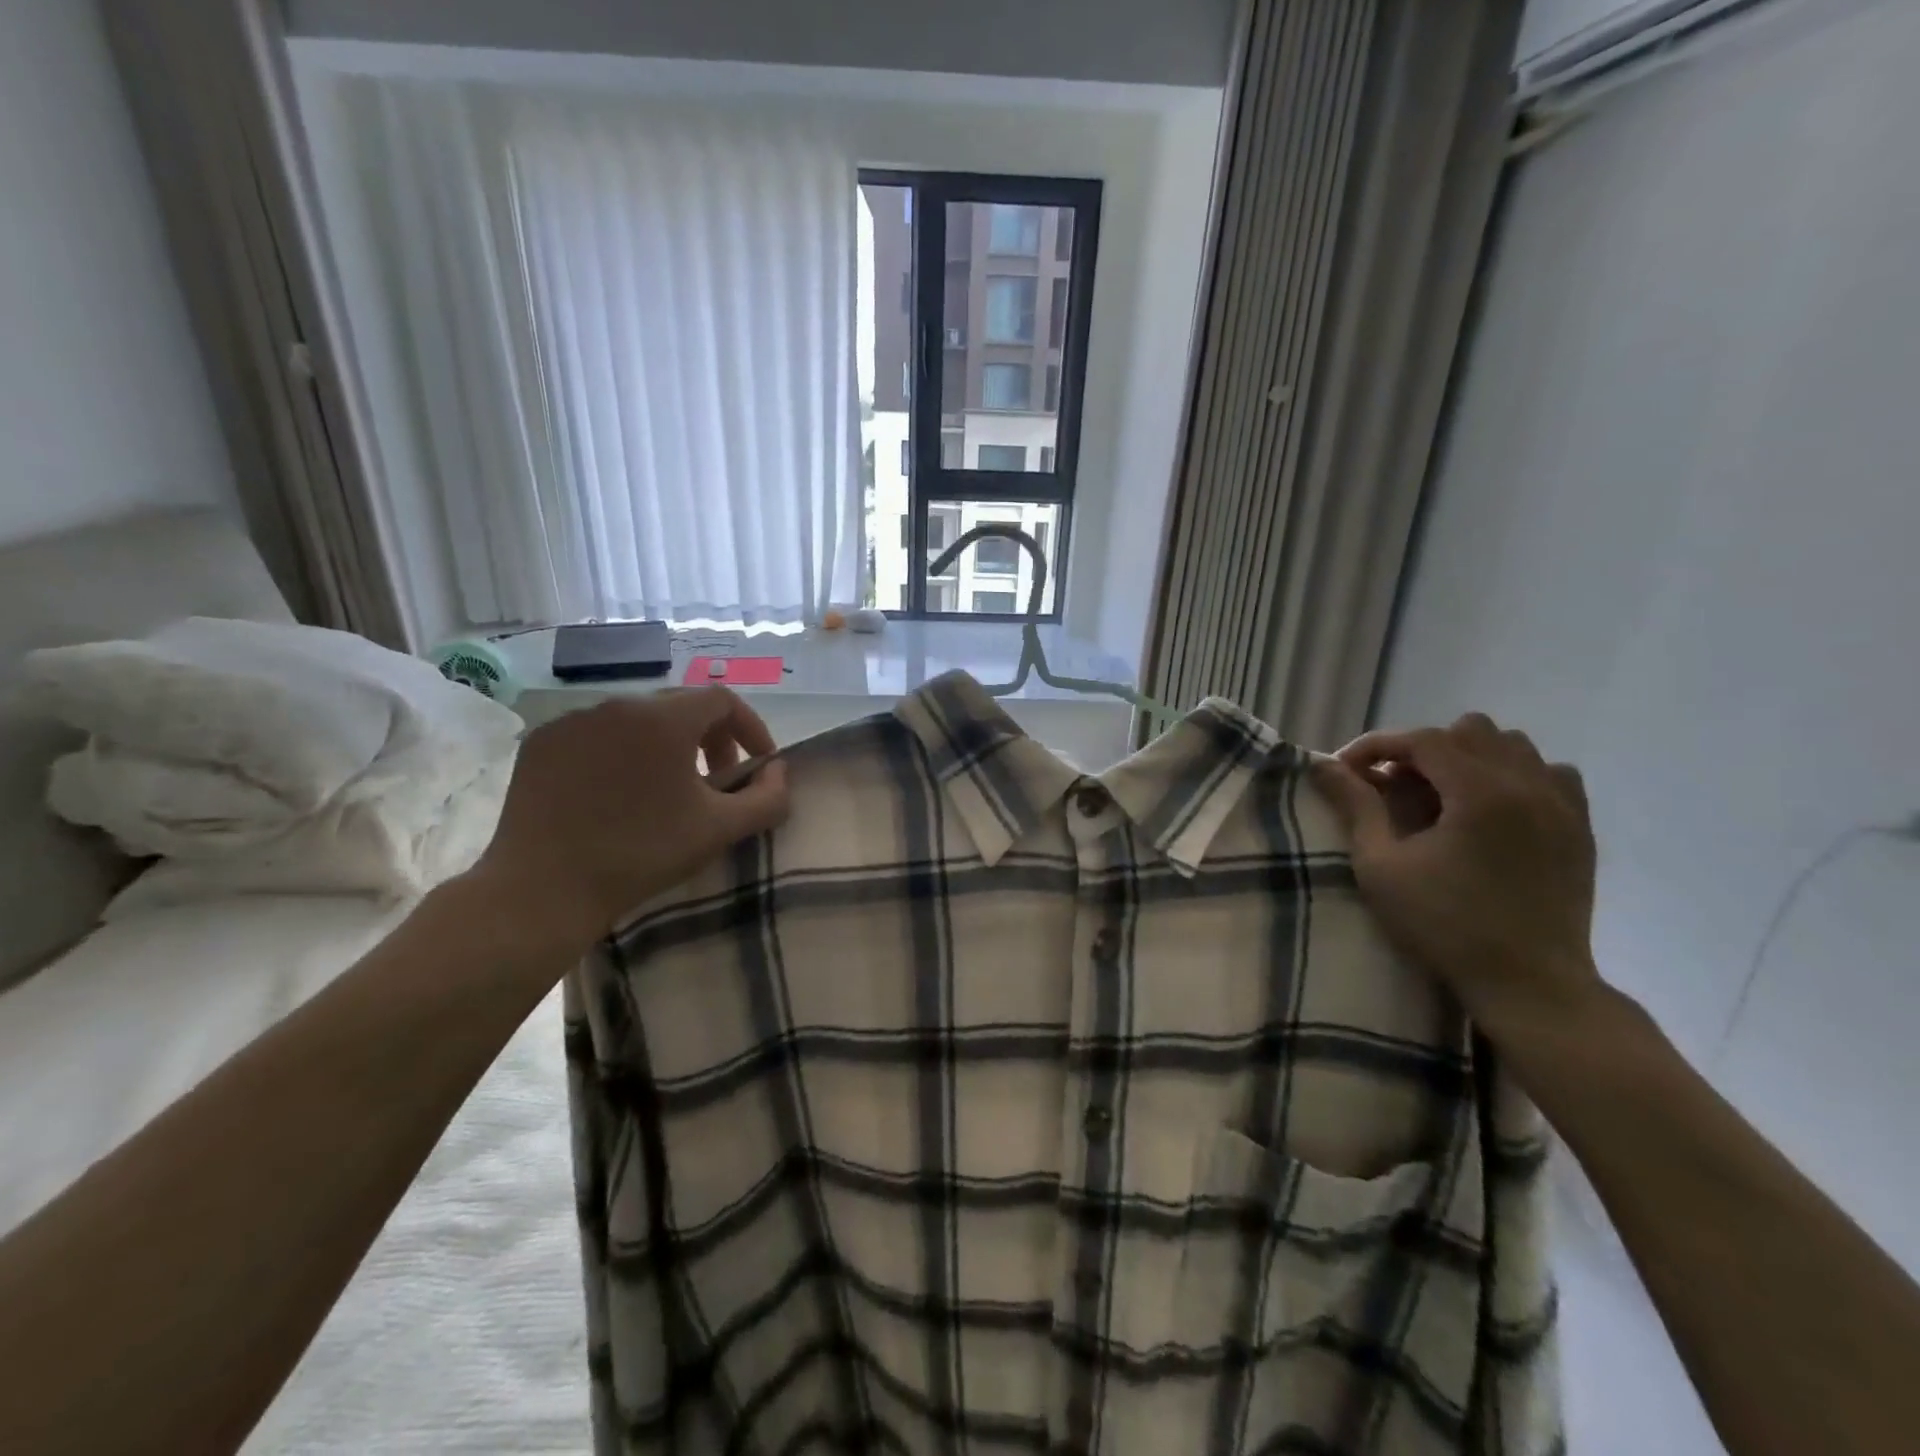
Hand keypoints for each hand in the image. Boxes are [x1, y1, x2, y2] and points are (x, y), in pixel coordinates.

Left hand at [468, 688, 789, 954]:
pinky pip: (597, 734)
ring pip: (637, 720)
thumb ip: (767, 797)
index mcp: (663, 718)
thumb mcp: (719, 829)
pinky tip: (619, 793)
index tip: (759, 765)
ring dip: (666, 745)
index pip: (723, 700)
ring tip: (669, 789)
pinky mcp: (541, 743)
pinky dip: (622, 753)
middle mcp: (617, 704)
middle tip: (718, 782)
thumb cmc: (642, 854)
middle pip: (680, 706)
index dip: (751, 728)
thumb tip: (779, 772)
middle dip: (711, 738)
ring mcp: (573, 721)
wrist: (542, 890)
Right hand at [1312, 713, 1600, 1030]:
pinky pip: (1552, 773)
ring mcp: (1563, 805)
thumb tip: (1322, 765)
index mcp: (1479, 792)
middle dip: (1424, 749)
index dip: (1378, 745)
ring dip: (1470, 757)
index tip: (1347, 769)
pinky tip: (1493, 807)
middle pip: (1470, 731)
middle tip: (1395, 784)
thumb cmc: (1444, 924)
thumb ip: (1355, 806)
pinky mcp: (1580, 828)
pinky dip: (1517, 775)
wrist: (1527, 982)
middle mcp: (1528, 785)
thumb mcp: (1381, 866)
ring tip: (1442, 793)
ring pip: (1514, 746)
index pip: (1423, 739)